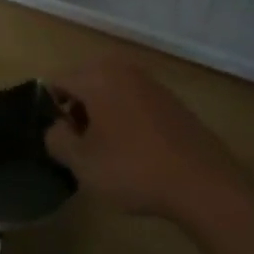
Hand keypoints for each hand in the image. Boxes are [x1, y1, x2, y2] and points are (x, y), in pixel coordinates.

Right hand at [45, 60, 247, 221]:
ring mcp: (150, 82)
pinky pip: (134, 101)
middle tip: (79, 145)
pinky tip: (135, 150)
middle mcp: (122, 69)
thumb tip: (56, 127)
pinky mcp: (171, 100)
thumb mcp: (82, 163)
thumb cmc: (134, 169)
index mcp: (97, 76)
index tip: (57, 139)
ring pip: (110, 90)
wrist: (203, 184)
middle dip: (76, 109)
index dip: (50, 109)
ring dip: (101, 114)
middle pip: (84, 82)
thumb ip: (56, 139)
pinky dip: (125, 117)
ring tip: (106, 150)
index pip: (57, 81)